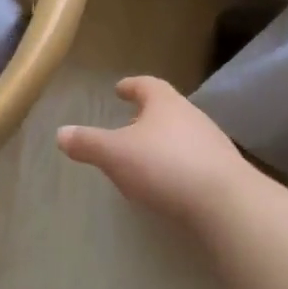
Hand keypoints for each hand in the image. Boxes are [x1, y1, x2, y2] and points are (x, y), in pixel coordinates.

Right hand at [57, 76, 248, 227]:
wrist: (226, 203)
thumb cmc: (164, 166)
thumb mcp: (115, 154)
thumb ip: (87, 143)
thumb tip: (61, 133)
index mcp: (165, 104)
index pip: (147, 85)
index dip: (131, 86)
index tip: (120, 89)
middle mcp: (192, 117)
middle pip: (167, 109)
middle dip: (147, 116)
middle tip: (129, 124)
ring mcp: (213, 144)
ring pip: (182, 135)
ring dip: (164, 142)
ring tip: (145, 156)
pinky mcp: (224, 172)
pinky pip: (195, 161)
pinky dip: (178, 165)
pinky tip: (168, 183)